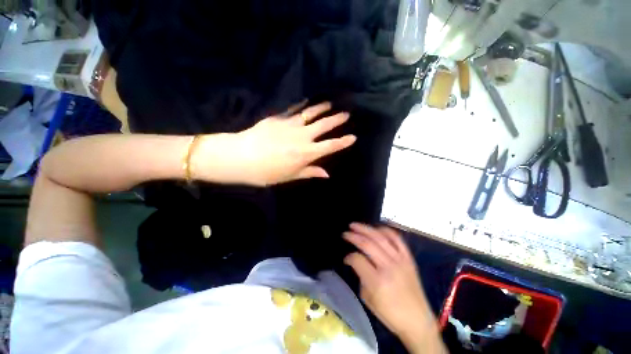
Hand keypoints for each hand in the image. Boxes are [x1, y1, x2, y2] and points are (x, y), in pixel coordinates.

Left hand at [193, 102, 355, 185]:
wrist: (240, 157)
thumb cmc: (266, 172)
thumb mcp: (290, 176)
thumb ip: (310, 172)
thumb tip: (327, 174)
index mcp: (305, 153)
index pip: (330, 146)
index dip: (343, 142)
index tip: (353, 137)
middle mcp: (302, 137)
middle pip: (323, 126)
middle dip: (337, 120)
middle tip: (346, 114)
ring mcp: (290, 125)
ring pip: (310, 113)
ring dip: (322, 108)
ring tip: (330, 104)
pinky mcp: (278, 118)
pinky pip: (294, 110)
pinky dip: (302, 106)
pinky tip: (307, 102)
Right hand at [343, 224, 435, 340]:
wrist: (418, 321)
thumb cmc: (390, 315)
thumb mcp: (368, 299)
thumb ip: (361, 277)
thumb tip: (356, 262)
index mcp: (377, 281)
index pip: (357, 259)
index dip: (349, 257)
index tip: (346, 259)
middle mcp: (388, 267)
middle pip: (367, 244)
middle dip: (353, 236)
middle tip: (345, 233)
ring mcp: (400, 261)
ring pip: (380, 238)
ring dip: (366, 229)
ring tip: (355, 225)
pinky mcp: (409, 259)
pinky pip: (397, 239)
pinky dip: (386, 231)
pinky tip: (376, 229)